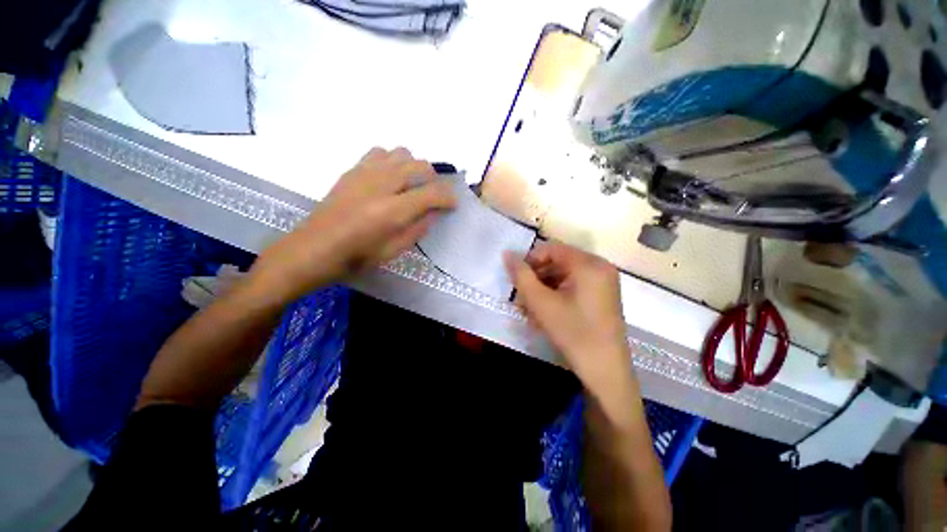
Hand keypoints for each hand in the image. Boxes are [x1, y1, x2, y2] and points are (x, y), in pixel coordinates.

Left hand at [250, 147, 455, 301]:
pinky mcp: (353, 170)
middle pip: (419, 165)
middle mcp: (382, 185)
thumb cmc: (357, 257)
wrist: (314, 248)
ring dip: (414, 167)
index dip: (448, 197)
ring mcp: (365, 173)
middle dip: (434, 179)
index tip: (453, 204)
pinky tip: (390, 178)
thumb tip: (434, 212)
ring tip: (412, 184)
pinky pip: (380, 152)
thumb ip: (418, 228)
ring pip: (401, 153)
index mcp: (393, 211)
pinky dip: (393, 161)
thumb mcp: (395, 250)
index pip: (432, 193)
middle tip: (434, 195)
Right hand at [505, 242, 630, 390]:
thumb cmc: (573, 333)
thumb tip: (507, 254)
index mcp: (588, 264)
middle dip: (535, 281)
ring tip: (529, 312)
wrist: (606, 373)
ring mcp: (602, 283)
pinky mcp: (600, 297)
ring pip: (562, 277)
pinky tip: (543, 316)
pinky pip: (571, 288)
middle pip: (556, 263)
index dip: (529, 261)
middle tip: (520, 301)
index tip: (516, 282)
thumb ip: (521, 276)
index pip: (550, 249)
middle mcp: (599, 267)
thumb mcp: (541, 303)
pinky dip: (555, 298)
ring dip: (542, 291)